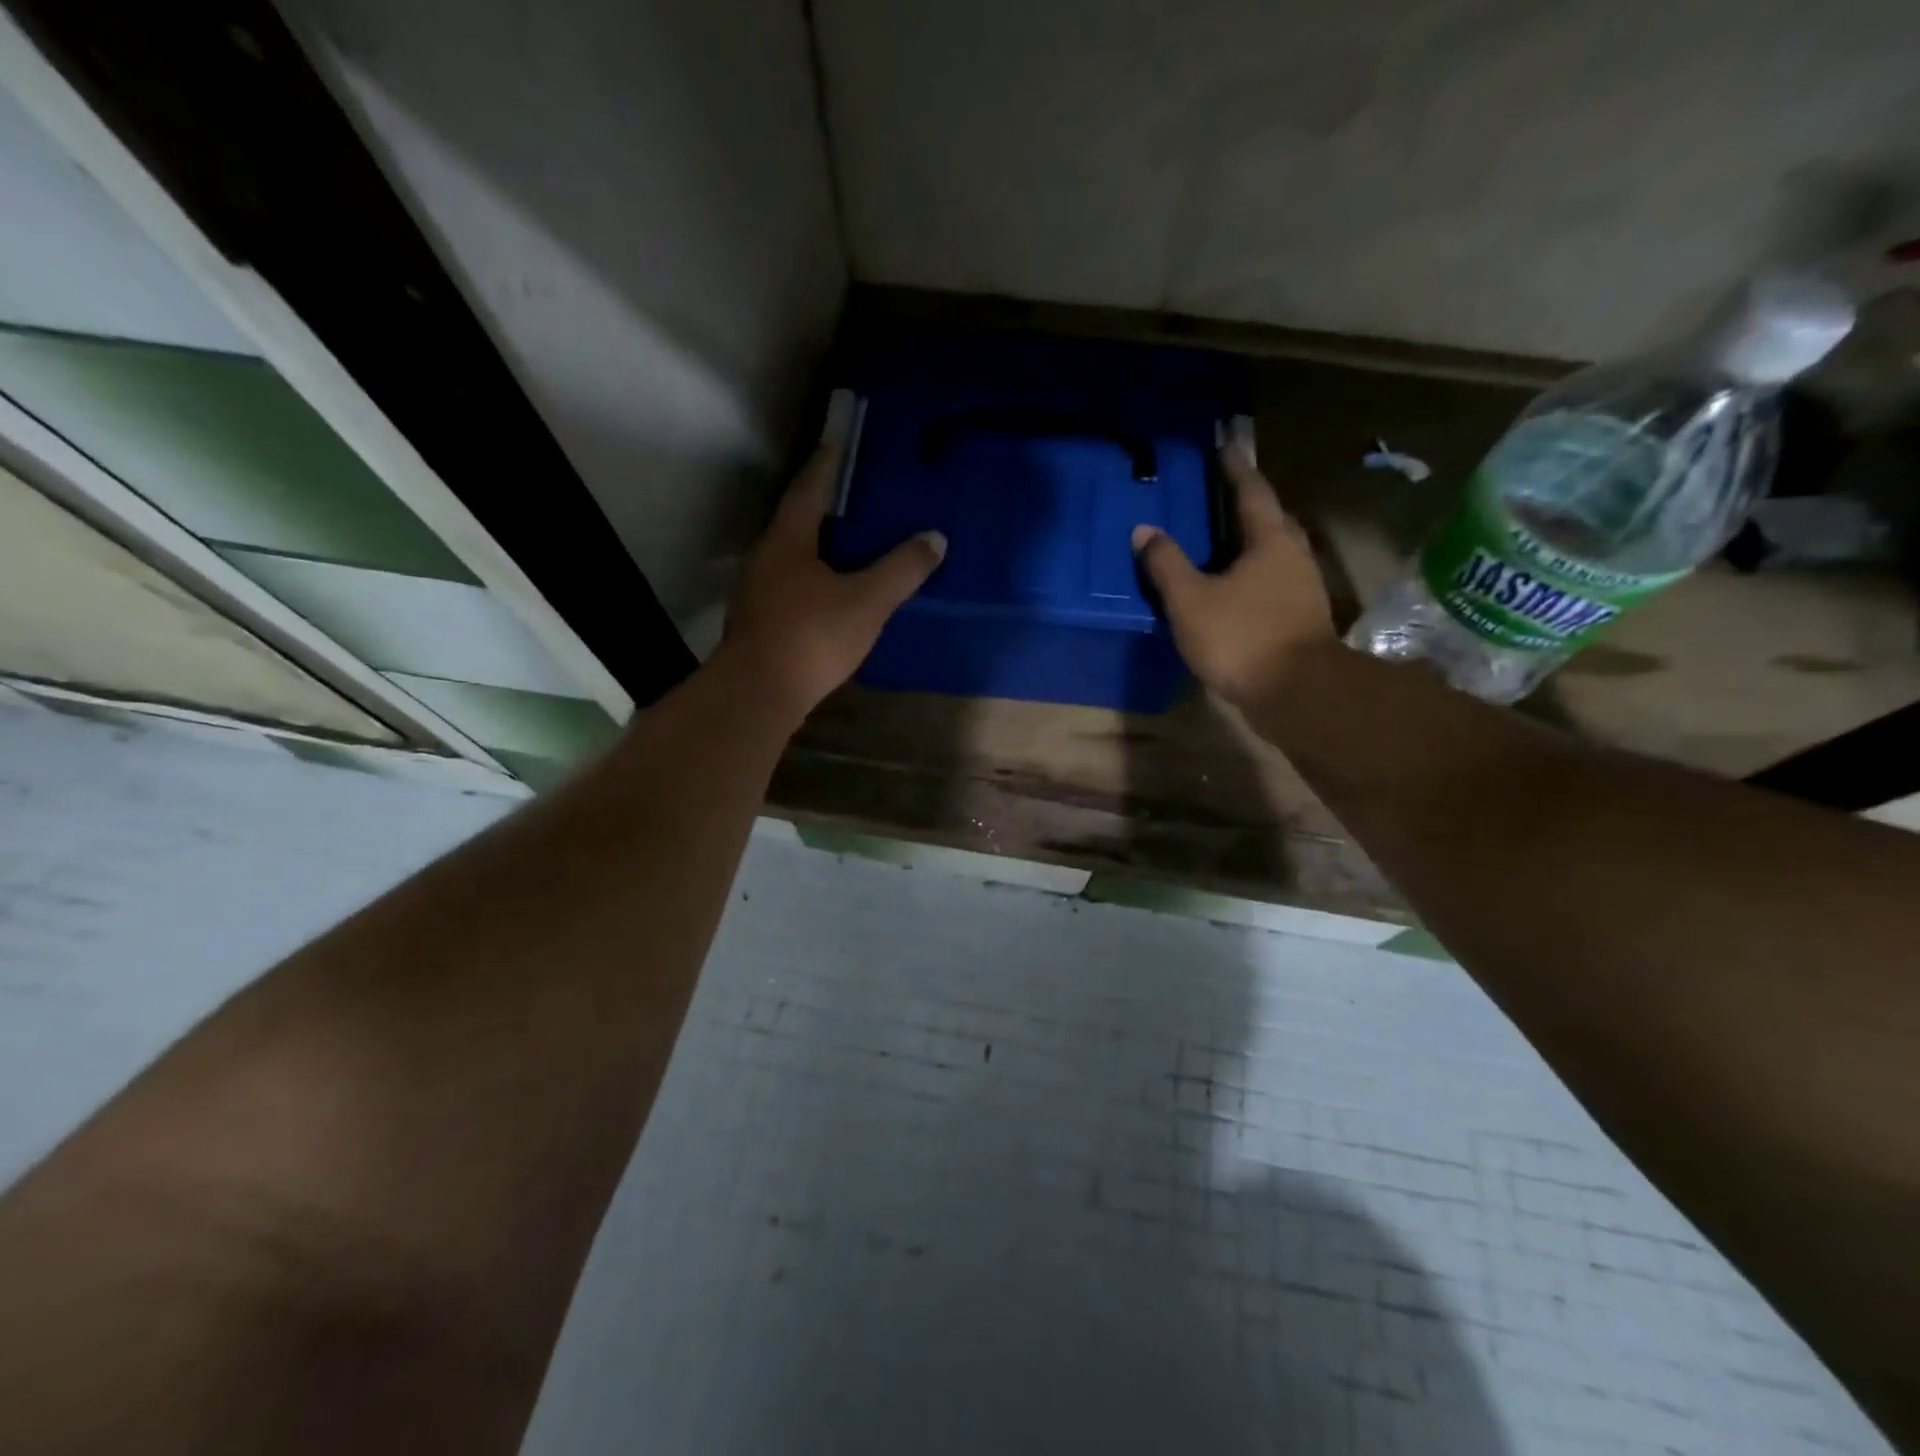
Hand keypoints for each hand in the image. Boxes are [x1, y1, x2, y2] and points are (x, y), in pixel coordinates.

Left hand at [721, 444, 945, 720]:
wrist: (758, 695)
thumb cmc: (812, 637)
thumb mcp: (867, 602)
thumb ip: (901, 570)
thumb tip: (935, 538)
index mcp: (788, 540)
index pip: (809, 488)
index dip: (827, 464)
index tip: (839, 442)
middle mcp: (766, 558)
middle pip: (798, 521)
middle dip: (827, 507)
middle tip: (860, 497)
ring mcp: (758, 592)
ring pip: (794, 556)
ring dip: (820, 546)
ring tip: (854, 544)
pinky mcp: (761, 622)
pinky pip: (793, 585)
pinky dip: (815, 578)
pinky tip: (835, 593)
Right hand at [1132, 446, 1333, 709]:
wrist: (1296, 692)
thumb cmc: (1242, 637)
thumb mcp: (1191, 600)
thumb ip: (1166, 564)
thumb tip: (1144, 530)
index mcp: (1270, 540)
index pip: (1252, 491)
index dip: (1235, 468)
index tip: (1224, 446)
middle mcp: (1293, 556)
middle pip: (1270, 519)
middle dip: (1246, 505)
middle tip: (1218, 496)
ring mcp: (1302, 588)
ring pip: (1274, 552)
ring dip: (1250, 542)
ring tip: (1219, 542)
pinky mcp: (1300, 618)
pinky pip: (1272, 581)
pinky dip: (1251, 575)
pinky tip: (1231, 588)